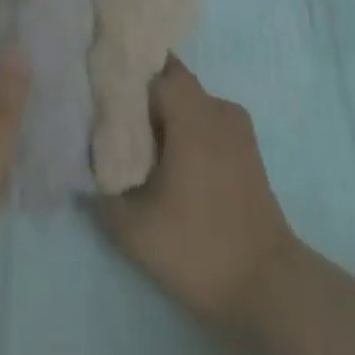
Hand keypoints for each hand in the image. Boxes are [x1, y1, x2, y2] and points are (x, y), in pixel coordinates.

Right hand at [99, 56, 295, 330]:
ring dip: (167, 115)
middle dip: (144, 96)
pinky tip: (174, 164)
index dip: (127, 76)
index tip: (103, 91)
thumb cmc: (199, 247)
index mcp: (192, 112)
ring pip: (192, 102)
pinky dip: (188, 130)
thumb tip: (87, 166)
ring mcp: (237, 125)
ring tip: (143, 146)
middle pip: (173, 81)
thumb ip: (103, 192)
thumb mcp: (136, 230)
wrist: (267, 284)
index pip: (153, 70)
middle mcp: (217, 105)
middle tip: (117, 121)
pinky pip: (209, 121)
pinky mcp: (248, 147)